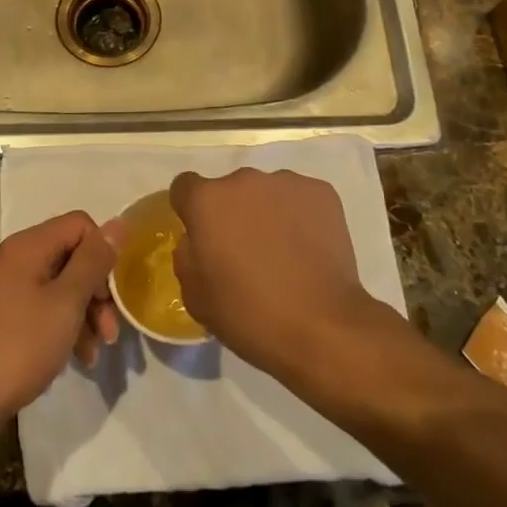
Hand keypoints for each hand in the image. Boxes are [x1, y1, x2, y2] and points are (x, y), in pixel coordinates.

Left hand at [0, 212, 119, 429]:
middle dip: (96, 291)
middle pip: (70, 256)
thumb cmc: (18, 346)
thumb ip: (93, 262)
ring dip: (82, 314)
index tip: (111, 294)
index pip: (80, 225)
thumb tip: (118, 223)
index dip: (102, 254)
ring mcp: (3, 289)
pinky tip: (73, 358)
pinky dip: (61, 326)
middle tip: (110, 331)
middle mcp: (13, 258)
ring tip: (94, 353)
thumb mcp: (65, 302)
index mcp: (28, 245)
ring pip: (58, 286)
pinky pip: (40, 308)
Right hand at [169, 168, 377, 375]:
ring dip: (266, 213)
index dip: (190, 210)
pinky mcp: (321, 192)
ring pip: (266, 193)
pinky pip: (300, 199)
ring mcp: (286, 182)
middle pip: (229, 190)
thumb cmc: (249, 314)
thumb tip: (196, 239)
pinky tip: (308, 250)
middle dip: (232, 213)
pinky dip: (299, 217)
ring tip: (282, 253)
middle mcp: (244, 180)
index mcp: (207, 200)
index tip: (201, 236)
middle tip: (245, 252)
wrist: (322, 326)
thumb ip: (187, 255)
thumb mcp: (195, 296)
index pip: (185, 187)